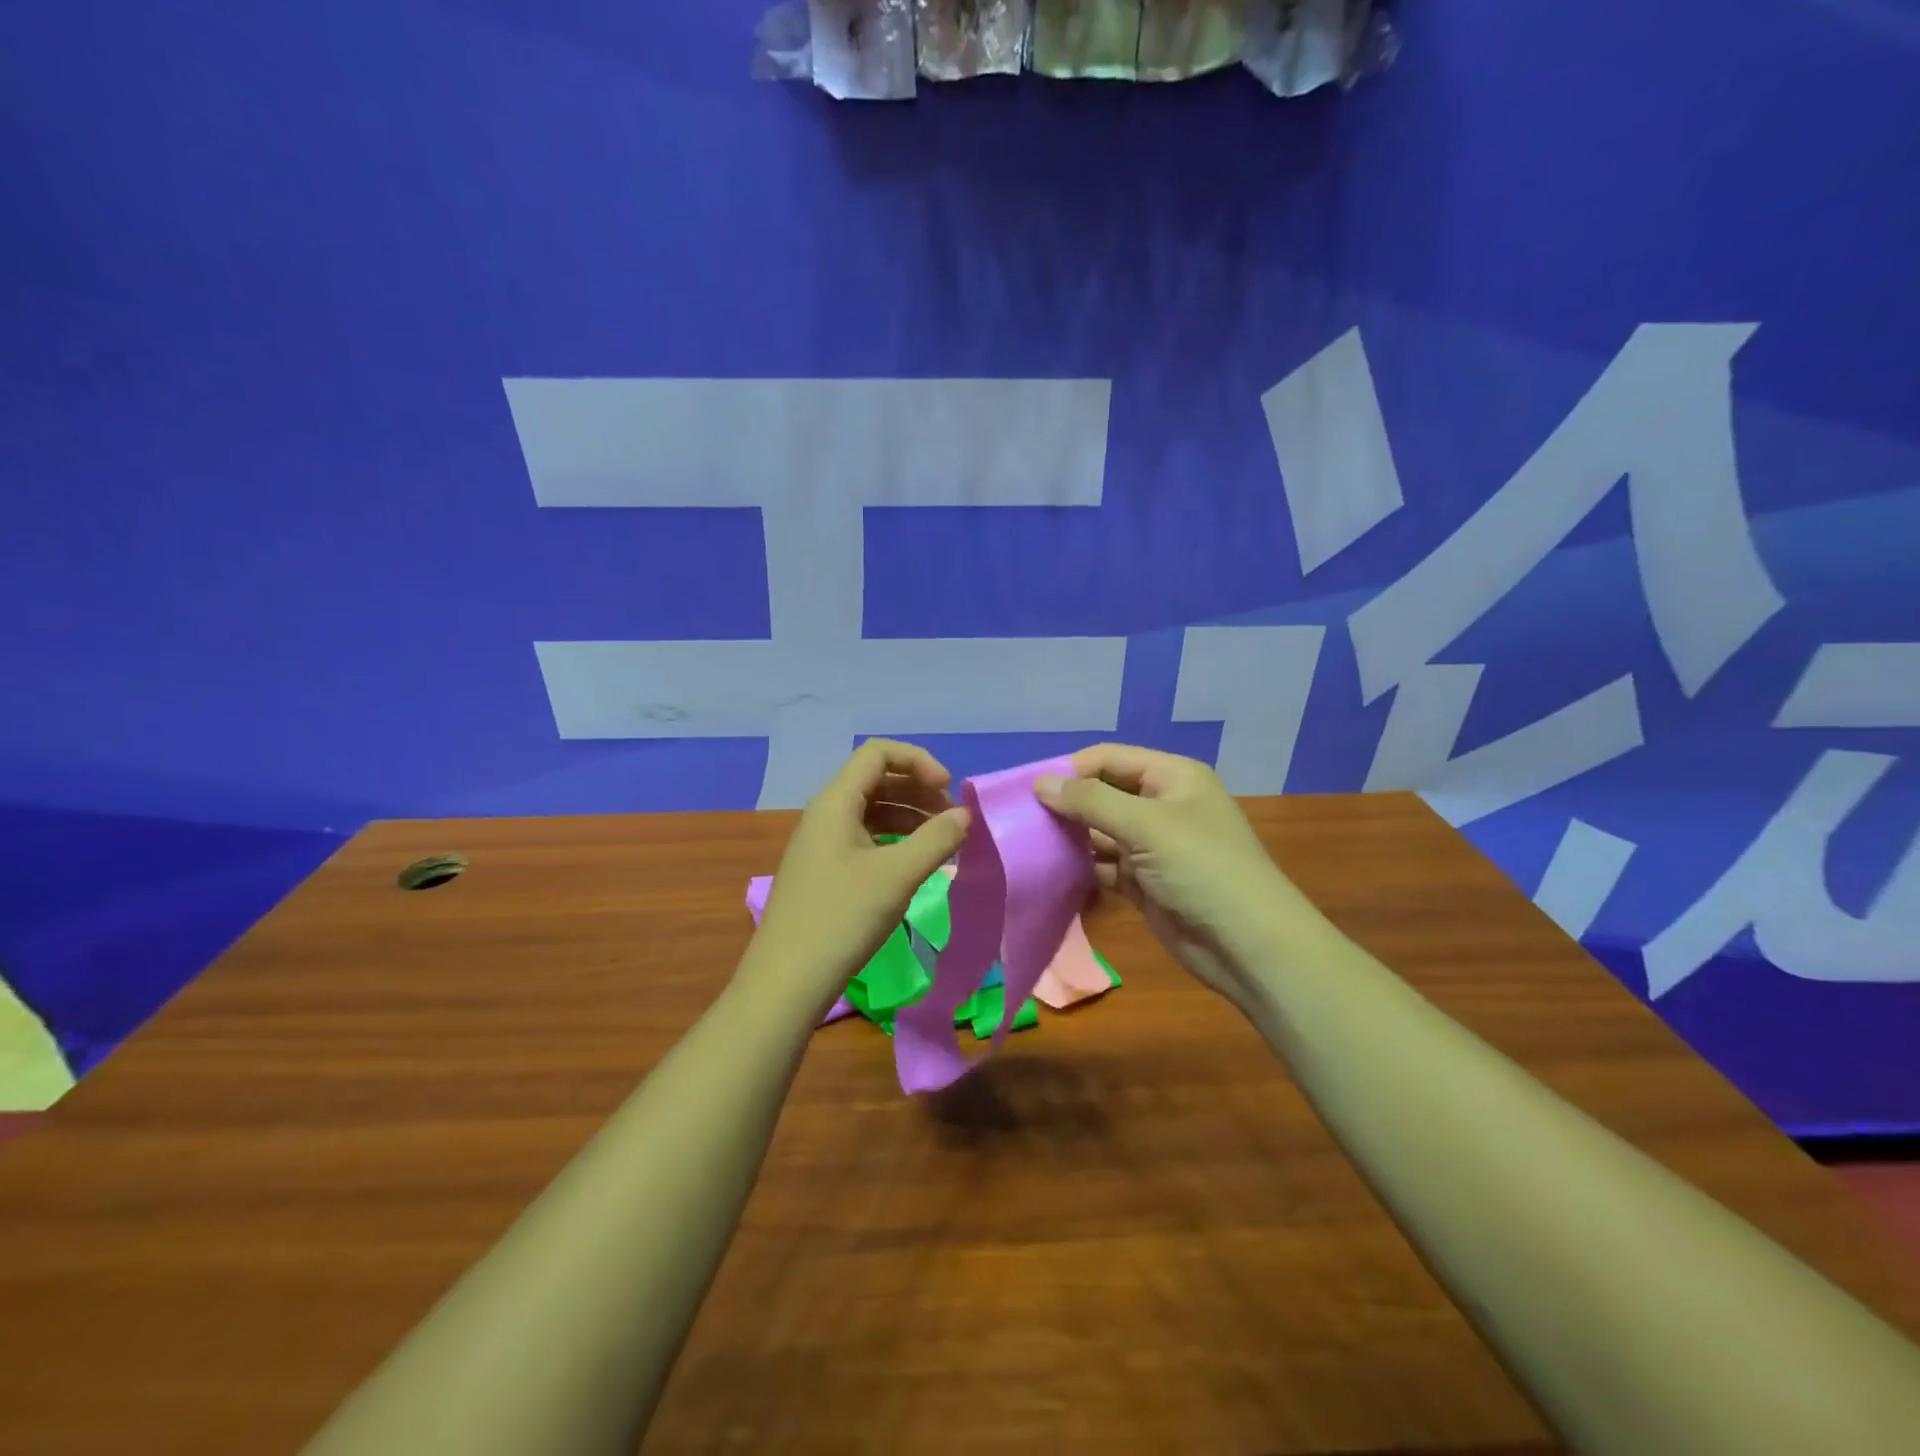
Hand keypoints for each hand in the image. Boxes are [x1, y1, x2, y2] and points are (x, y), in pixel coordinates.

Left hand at [744, 740, 970, 1017]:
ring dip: (909, 816)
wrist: (787, 980)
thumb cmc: (842, 918)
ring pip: (871, 811)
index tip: (948, 790)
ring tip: (943, 840)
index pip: (878, 753)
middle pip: (876, 779)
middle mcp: (825, 814)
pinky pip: (864, 838)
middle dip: (918, 790)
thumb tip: (965, 815)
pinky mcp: (824, 870)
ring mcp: (821, 843)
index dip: (918, 761)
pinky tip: (915, 862)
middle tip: (952, 818)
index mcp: (835, 802)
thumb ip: (937, 839)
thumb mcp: (897, 876)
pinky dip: (894, 840)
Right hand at [1035, 744, 1320, 1011]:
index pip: (1109, 759)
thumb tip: (1041, 783)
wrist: (1248, 945)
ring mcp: (1153, 846)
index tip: (1028, 789)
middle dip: (1066, 804)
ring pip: (1100, 832)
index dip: (1070, 769)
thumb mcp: (1146, 825)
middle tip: (1021, 819)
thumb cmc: (1201, 869)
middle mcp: (1162, 806)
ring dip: (1070, 837)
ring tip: (1027, 844)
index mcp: (1172, 777)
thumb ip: (1090, 801)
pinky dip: (1081, 867)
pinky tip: (1050, 871)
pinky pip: (1104, 865)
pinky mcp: (1145, 882)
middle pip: (1103, 793)